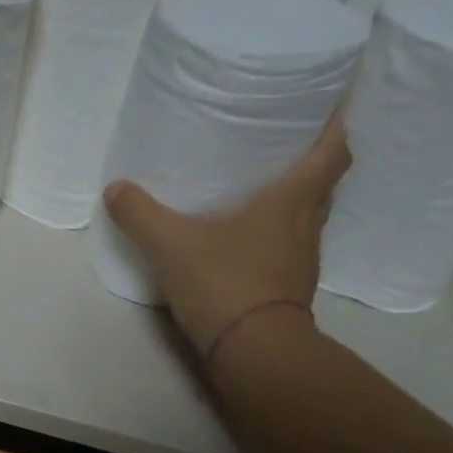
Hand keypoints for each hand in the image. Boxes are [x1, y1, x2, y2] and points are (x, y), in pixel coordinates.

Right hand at [103, 112, 349, 364]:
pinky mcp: (291, 288)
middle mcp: (308, 223)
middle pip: (326, 181)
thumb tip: (115, 189)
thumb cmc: (224, 283)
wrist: (253, 350)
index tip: (328, 102)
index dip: (337, 122)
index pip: (335, 149)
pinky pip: (292, 248)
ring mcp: (304, 259)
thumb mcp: (172, 246)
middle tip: (284, 143)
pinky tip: (250, 240)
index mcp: (293, 199)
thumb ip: (141, 215)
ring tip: (264, 189)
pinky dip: (279, 237)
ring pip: (310, 216)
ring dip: (295, 200)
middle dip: (312, 159)